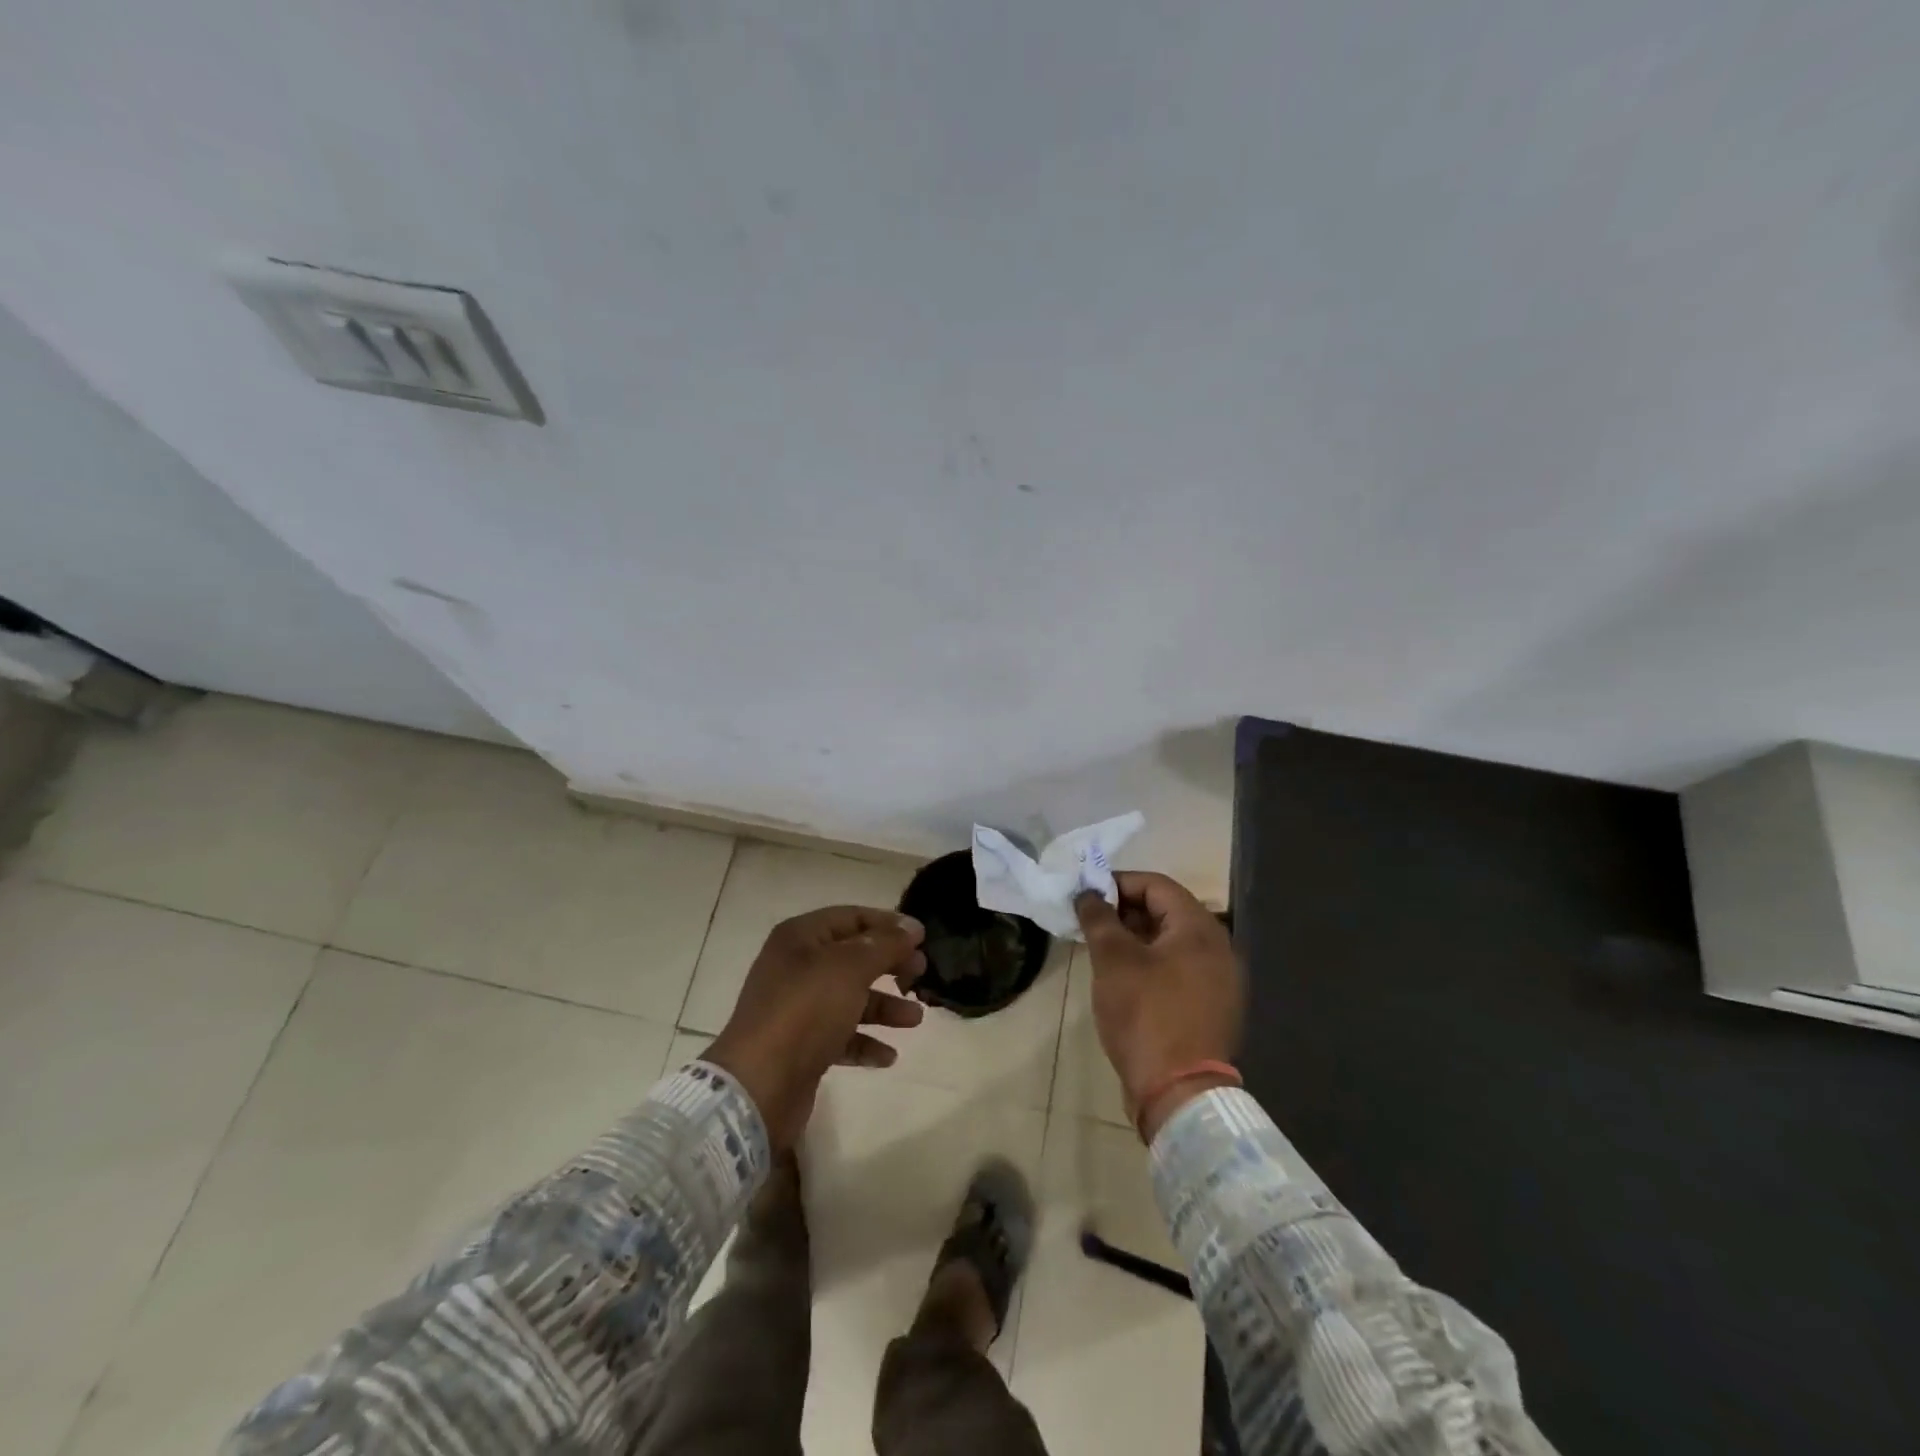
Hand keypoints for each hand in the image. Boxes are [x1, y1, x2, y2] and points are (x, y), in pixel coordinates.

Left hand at [705, 906, 926, 1149]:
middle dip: (890, 965)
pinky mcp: (801, 1046)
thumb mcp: (850, 968)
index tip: (923, 938)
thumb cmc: (805, 1011)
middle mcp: (796, 967)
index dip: (888, 924)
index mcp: (801, 938)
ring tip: (915, 1020)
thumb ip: (884, 945)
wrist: (759, 1085)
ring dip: (884, 1006)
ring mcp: (797, 1008)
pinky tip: (888, 1056)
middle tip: (921, 974)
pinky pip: (841, 1036)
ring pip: (850, 998)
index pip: (851, 917)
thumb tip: (911, 927)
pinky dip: (865, 1041)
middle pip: (853, 957)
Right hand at [1074, 872, 1242, 1141]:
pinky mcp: (1212, 1007)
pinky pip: (1179, 969)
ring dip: (1136, 938)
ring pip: (1172, 942)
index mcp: (1200, 928)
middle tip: (1090, 922)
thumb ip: (1099, 918)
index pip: (1156, 885)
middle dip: (1125, 911)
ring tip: (1101, 949)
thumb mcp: (1113, 960)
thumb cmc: (1146, 1014)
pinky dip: (1151, 963)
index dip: (1117, 883)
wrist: (1179, 1092)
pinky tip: (1124, 978)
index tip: (1086, 896)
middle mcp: (1218, 947)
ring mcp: (1220, 980)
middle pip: (1167, 911)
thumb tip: (1088, 894)